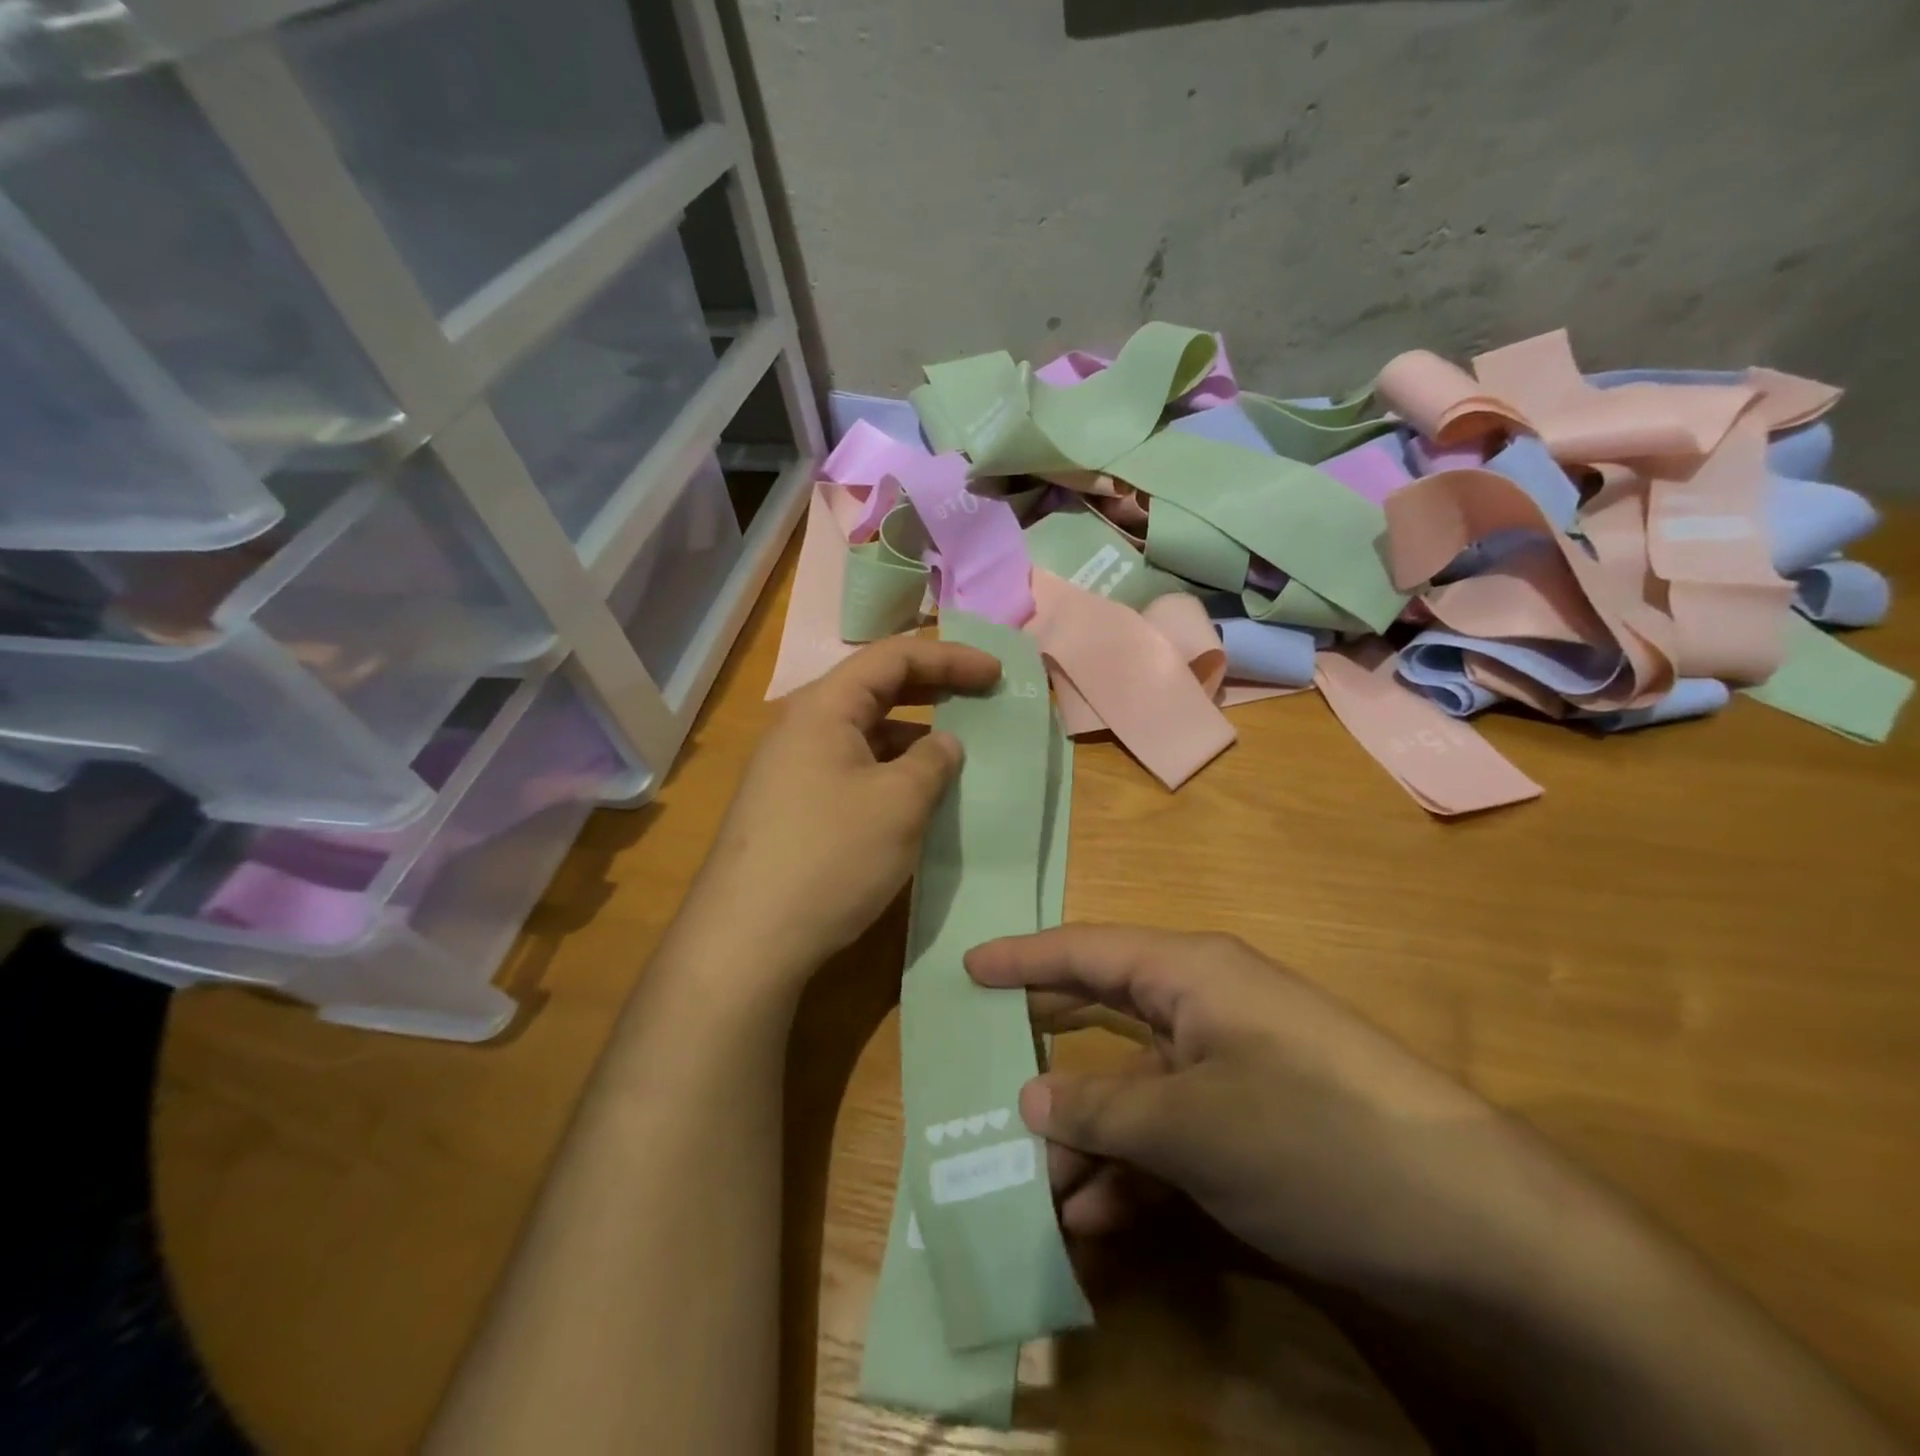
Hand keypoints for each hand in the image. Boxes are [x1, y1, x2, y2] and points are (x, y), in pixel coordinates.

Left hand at [681, 636, 1000, 992]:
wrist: (748, 940)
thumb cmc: (830, 857)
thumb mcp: (898, 803)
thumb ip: (932, 762)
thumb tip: (945, 744)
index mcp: (823, 707)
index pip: (893, 657)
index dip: (949, 657)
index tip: (996, 673)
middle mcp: (802, 727)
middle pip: (876, 689)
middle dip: (933, 689)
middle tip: (982, 699)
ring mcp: (792, 769)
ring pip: (865, 734)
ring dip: (914, 737)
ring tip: (958, 755)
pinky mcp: (793, 808)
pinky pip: (853, 770)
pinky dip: (891, 772)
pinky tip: (916, 799)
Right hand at [969, 926, 1556, 1295]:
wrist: (1473, 1224)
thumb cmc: (1312, 1135)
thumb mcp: (1189, 1123)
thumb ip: (1101, 1106)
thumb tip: (1032, 1099)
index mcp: (1191, 974)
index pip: (1087, 951)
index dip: (1023, 958)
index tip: (967, 967)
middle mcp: (1207, 1008)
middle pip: (1104, 1016)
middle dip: (1048, 1053)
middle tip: (984, 1072)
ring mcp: (1233, 1068)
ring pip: (1134, 1088)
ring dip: (1089, 1135)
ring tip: (1038, 1190)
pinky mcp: (1255, 1124)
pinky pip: (1173, 1132)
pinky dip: (1135, 1169)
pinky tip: (1098, 1219)